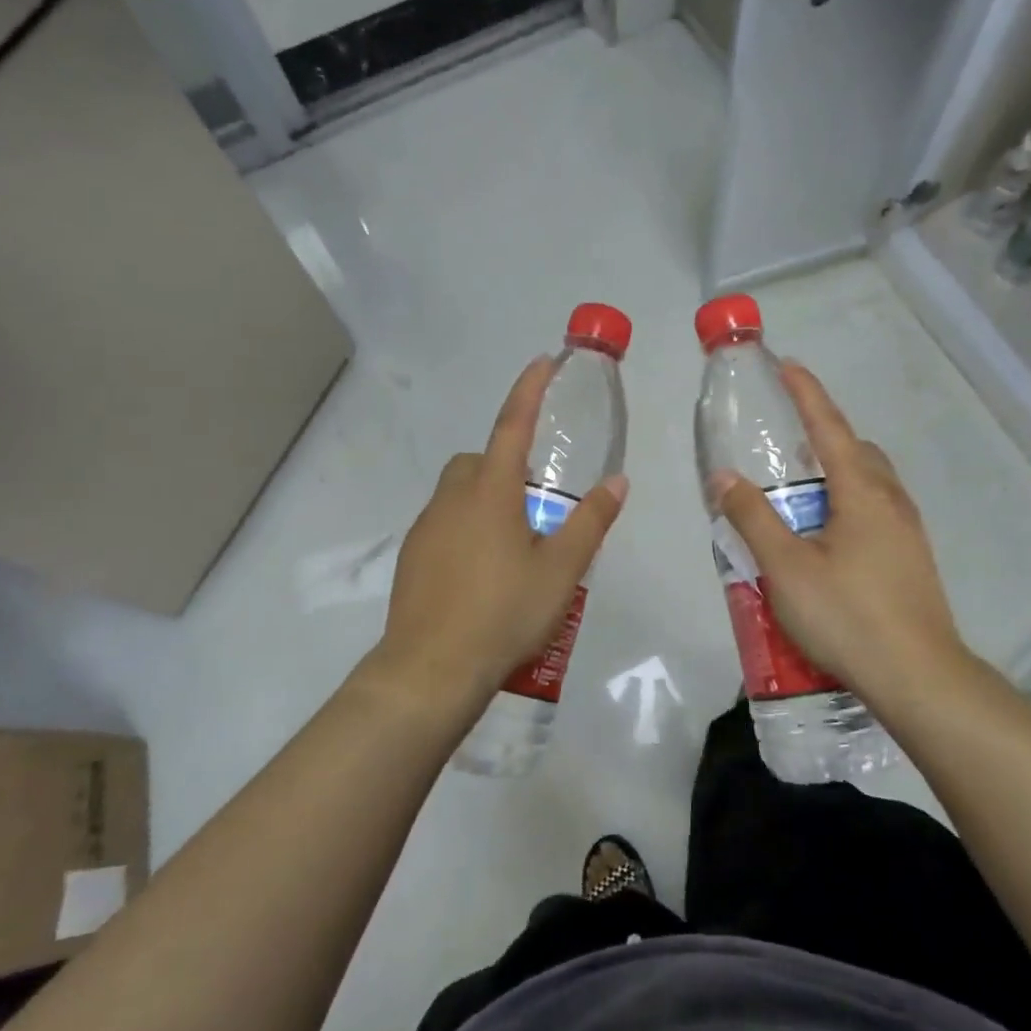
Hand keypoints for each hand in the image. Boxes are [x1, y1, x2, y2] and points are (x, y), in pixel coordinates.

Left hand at [374, 356, 626, 714]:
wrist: (432, 668)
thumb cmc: (504, 612)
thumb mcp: (561, 570)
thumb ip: (590, 521)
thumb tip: (618, 482)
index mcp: (491, 492)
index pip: (513, 425)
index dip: (529, 390)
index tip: (542, 362)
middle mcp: (452, 499)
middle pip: (479, 461)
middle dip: (505, 464)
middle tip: (535, 505)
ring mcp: (426, 528)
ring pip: (459, 494)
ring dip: (486, 500)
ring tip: (514, 547)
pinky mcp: (412, 558)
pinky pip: (444, 525)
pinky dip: (466, 530)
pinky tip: (484, 574)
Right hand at [708, 361, 965, 707]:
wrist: (918, 677)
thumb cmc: (848, 616)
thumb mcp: (786, 568)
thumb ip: (752, 518)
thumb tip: (724, 477)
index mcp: (862, 493)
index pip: (830, 427)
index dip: (807, 393)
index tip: (787, 364)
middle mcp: (891, 502)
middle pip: (858, 451)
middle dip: (825, 435)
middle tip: (787, 444)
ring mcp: (908, 532)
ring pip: (871, 483)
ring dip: (838, 473)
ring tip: (801, 493)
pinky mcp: (912, 560)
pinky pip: (877, 511)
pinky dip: (849, 503)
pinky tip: (827, 538)